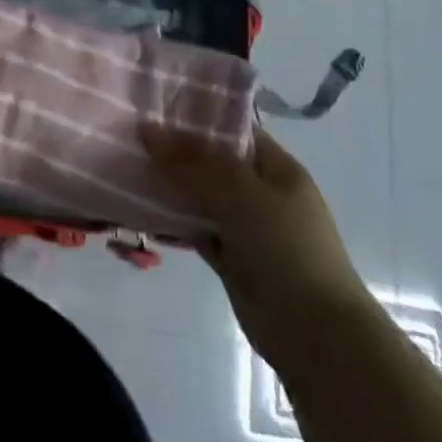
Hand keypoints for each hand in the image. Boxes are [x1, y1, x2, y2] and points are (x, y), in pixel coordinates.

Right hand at [144, 124, 373, 361]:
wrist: (316, 336)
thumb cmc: (287, 248)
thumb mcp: (241, 193)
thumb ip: (193, 162)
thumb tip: (148, 130)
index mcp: (275, 167)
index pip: (232, 129)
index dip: (197, 116)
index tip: (153, 105)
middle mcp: (260, 192)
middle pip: (211, 162)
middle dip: (175, 150)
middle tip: (129, 132)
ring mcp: (246, 227)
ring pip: (200, 195)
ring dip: (170, 185)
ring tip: (125, 163)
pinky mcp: (231, 258)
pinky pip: (195, 228)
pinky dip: (172, 220)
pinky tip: (138, 205)